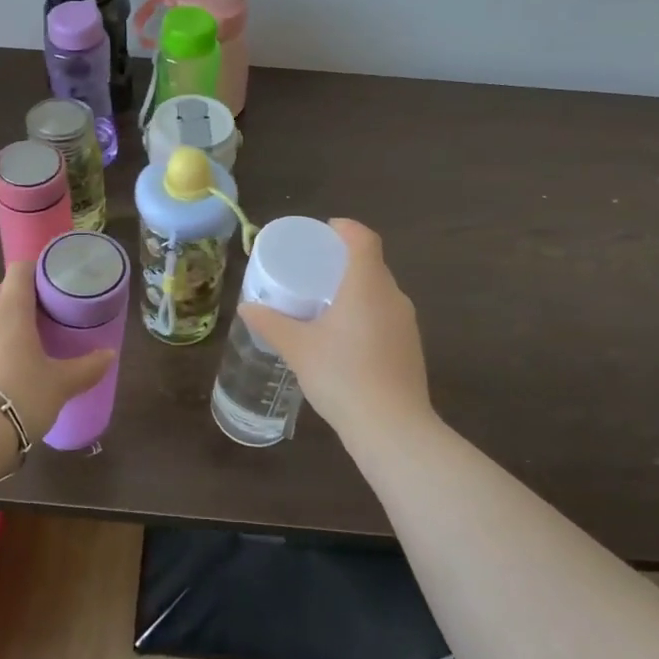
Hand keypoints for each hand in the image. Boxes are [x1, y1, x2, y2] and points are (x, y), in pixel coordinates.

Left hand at [0, 261, 114, 440]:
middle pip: (3, 292)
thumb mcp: (60, 384)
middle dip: (23, 299)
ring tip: (25, 345)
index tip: (55, 283)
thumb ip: (87, 367)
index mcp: (10, 308)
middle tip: (47, 317)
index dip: (38, 270)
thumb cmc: (20, 396)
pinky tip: (2, 370)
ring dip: (4, 324)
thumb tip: (109, 355)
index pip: (20, 270)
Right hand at [239, 219, 433, 443]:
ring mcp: (407, 324)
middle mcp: (393, 297)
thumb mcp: (298, 348)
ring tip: (326, 303)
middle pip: (372, 264)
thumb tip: (247, 307)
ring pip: (380, 292)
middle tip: (315, 270)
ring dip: (356, 289)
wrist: (393, 429)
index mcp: (367, 284)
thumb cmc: (342, 376)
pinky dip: (366, 314)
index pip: (364, 239)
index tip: (324, 233)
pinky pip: (386, 316)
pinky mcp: (411, 349)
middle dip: (345, 261)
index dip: (346, 229)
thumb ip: (271, 324)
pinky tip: (345, 338)